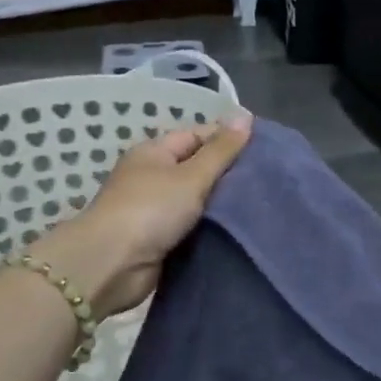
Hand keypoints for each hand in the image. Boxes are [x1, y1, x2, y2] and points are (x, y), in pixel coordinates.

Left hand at [34, 111, 253, 317]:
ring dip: (222, 205)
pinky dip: (212, 228)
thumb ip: (221, 150)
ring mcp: (155, 210)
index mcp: (154, 153)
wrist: (112, 265)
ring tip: (261, 203)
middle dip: (229, 174)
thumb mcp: (191, 175)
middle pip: (197, 168)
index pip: (196, 136)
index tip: (263, 149)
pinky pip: (193, 227)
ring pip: (197, 200)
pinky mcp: (160, 240)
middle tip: (268, 178)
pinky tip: (239, 229)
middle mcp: (152, 177)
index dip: (227, 139)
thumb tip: (245, 115)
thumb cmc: (150, 210)